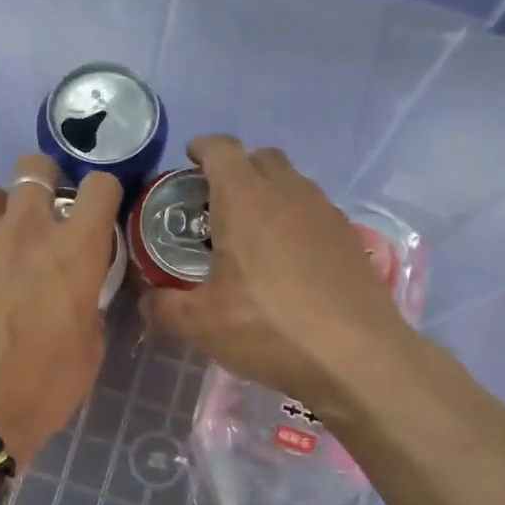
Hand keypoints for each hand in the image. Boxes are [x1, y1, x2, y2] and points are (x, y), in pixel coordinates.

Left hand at [0, 154, 119, 465]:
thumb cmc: (39, 387)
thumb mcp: (87, 349)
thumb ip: (85, 304)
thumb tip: (75, 293)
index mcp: (74, 249)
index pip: (99, 186)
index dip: (102, 194)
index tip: (97, 212)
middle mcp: (25, 229)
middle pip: (34, 168)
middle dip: (43, 183)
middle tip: (43, 217)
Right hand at [142, 135, 410, 418]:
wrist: (356, 357)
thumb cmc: (269, 329)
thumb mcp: (201, 324)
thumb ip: (164, 306)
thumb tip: (148, 299)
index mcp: (245, 199)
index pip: (221, 149)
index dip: (202, 148)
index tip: (189, 161)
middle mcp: (288, 193)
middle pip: (260, 158)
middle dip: (236, 170)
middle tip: (216, 205)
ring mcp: (325, 212)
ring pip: (292, 183)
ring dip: (269, 194)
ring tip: (252, 235)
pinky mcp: (350, 237)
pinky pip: (314, 211)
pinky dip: (295, 221)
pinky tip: (289, 262)